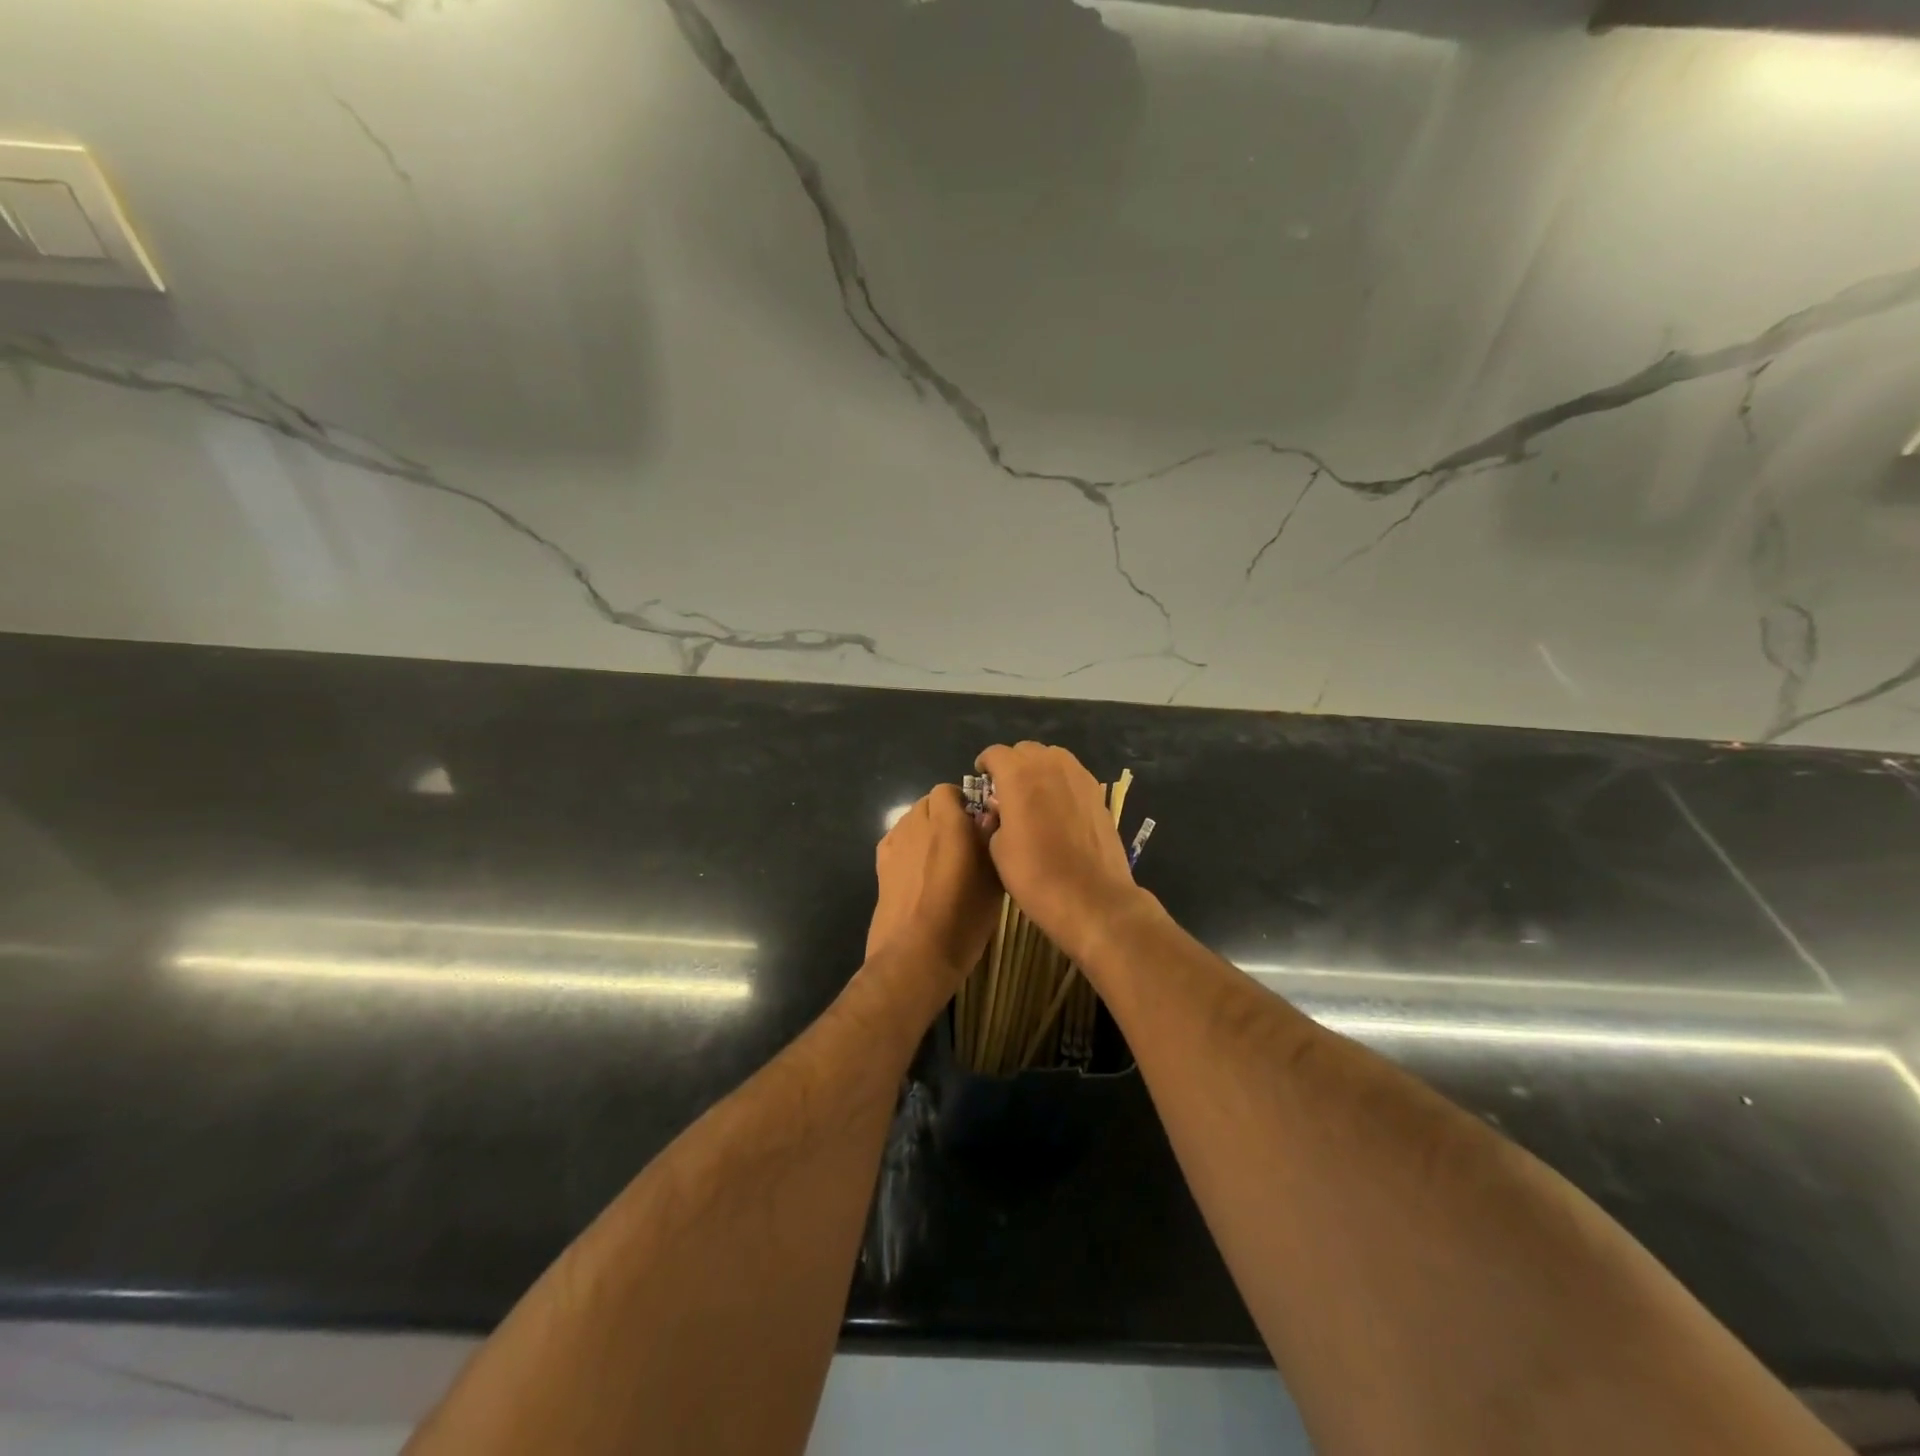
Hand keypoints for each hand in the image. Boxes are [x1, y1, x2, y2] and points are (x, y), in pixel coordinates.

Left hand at [865, 785, 1002, 997]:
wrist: (915, 955)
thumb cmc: (963, 918)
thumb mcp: (994, 881)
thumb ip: (991, 840)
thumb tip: (990, 815)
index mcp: (947, 822)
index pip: (949, 790)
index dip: (964, 803)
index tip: (978, 825)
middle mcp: (917, 823)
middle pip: (928, 803)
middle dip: (945, 814)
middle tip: (963, 843)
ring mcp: (894, 843)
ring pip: (911, 820)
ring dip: (926, 830)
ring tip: (941, 860)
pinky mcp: (880, 864)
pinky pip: (897, 840)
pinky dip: (909, 846)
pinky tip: (920, 873)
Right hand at [974, 742, 1143, 961]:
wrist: (1092, 898)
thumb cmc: (1036, 876)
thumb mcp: (998, 849)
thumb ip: (995, 818)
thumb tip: (1000, 809)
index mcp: (1019, 776)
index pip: (995, 753)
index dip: (985, 765)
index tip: (981, 780)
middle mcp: (1050, 765)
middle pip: (1025, 750)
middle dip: (1012, 764)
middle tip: (1005, 791)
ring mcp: (1079, 777)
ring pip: (1052, 757)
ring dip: (1038, 769)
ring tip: (1033, 796)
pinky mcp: (1098, 793)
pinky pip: (1072, 774)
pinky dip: (1060, 782)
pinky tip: (1057, 808)